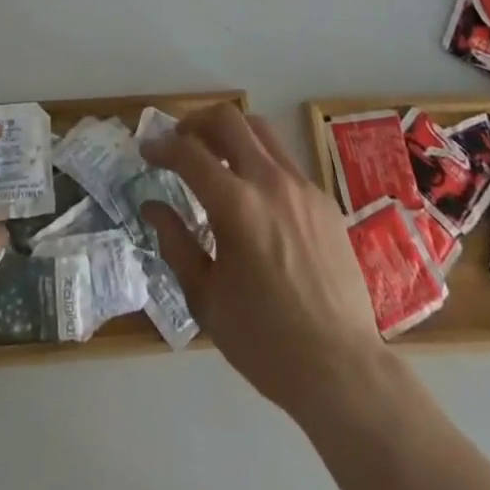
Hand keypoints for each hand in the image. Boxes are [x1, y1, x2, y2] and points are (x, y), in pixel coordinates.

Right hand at [141, 104, 385, 420]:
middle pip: (228, 119)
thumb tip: (153, 206)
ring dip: (231, 133)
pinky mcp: (324, 201)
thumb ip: (176, 243)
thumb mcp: (206, 298)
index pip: (189, 153)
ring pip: (261, 131)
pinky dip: (261, 162)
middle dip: (196, 121)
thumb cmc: (265, 341)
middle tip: (180, 141)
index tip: (147, 151)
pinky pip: (286, 162)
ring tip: (216, 157)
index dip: (161, 146)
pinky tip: (255, 197)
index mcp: (236, 206)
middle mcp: (270, 181)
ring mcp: (302, 187)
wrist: (342, 371)